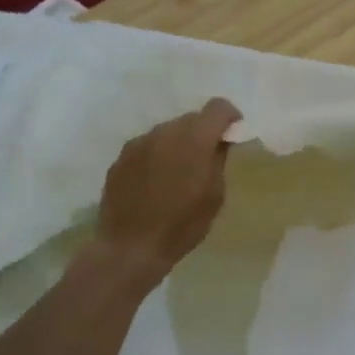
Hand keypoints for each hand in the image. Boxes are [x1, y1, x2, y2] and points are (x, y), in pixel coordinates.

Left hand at [94, 98, 239, 287]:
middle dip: (203, 132)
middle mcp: (165, 132)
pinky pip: (147, 146)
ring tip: (178, 173)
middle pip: (191, 118)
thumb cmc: (181, 225)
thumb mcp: (215, 196)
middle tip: (206, 159)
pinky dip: (157, 156)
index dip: (230, 117)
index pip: (218, 107)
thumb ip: (219, 161)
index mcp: (194, 139)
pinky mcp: (121, 157)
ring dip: (178, 144)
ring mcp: (139, 143)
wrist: (129, 248)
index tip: (233, 135)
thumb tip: (219, 143)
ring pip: (167, 131)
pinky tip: (155, 183)